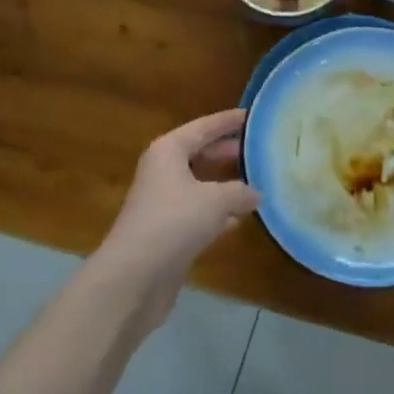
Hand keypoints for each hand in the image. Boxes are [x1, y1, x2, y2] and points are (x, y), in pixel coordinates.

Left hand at [95, 110, 259, 333]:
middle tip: (261, 149)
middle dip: (229, 152)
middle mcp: (163, 171)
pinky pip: (199, 213)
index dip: (229, 121)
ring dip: (226, 185)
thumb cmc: (174, 222)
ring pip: (201, 185)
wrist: (132, 278)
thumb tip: (257, 193)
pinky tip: (241, 218)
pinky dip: (219, 213)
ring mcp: (163, 203)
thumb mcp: (216, 201)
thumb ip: (241, 191)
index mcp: (169, 151)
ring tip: (258, 181)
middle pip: (201, 153)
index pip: (204, 126)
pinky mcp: (167, 233)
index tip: (253, 115)